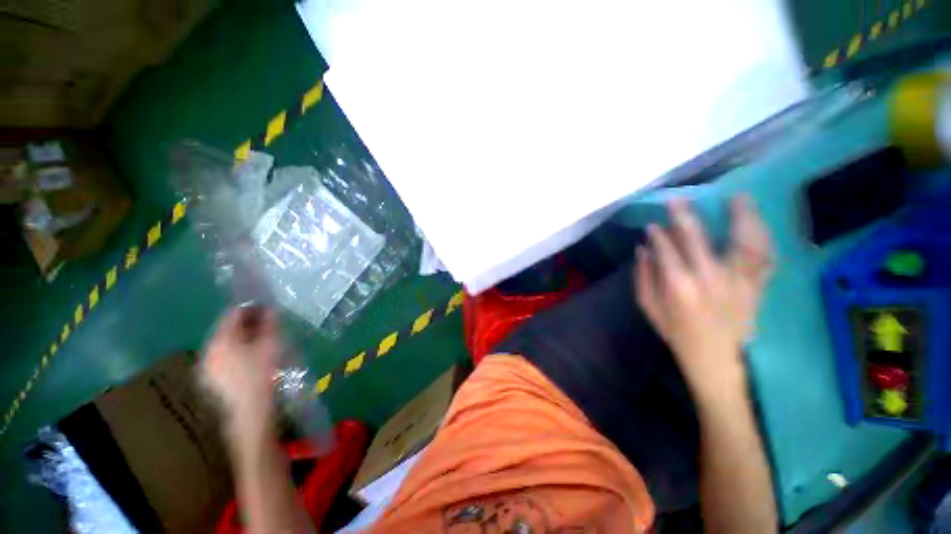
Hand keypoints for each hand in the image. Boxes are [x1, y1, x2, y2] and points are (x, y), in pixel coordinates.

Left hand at [201, 306, 279, 433]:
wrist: (249, 412)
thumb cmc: (262, 374)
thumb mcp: (270, 345)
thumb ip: (269, 324)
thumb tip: (269, 308)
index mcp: (220, 341)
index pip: (232, 314)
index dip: (250, 308)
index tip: (265, 306)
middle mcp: (207, 351)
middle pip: (226, 330)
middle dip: (246, 324)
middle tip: (266, 323)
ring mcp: (206, 367)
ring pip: (225, 344)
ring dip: (242, 338)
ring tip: (261, 339)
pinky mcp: (210, 380)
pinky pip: (223, 357)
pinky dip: (236, 351)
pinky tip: (250, 357)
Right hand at [634, 196, 772, 398]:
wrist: (714, 359)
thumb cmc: (676, 332)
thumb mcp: (648, 307)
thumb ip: (643, 276)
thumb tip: (643, 248)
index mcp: (678, 286)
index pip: (666, 249)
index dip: (658, 234)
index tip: (653, 224)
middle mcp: (709, 279)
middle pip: (697, 238)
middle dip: (685, 216)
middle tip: (679, 199)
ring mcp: (738, 282)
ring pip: (743, 242)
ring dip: (741, 217)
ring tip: (738, 198)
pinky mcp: (757, 287)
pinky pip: (766, 258)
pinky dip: (765, 239)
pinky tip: (760, 225)